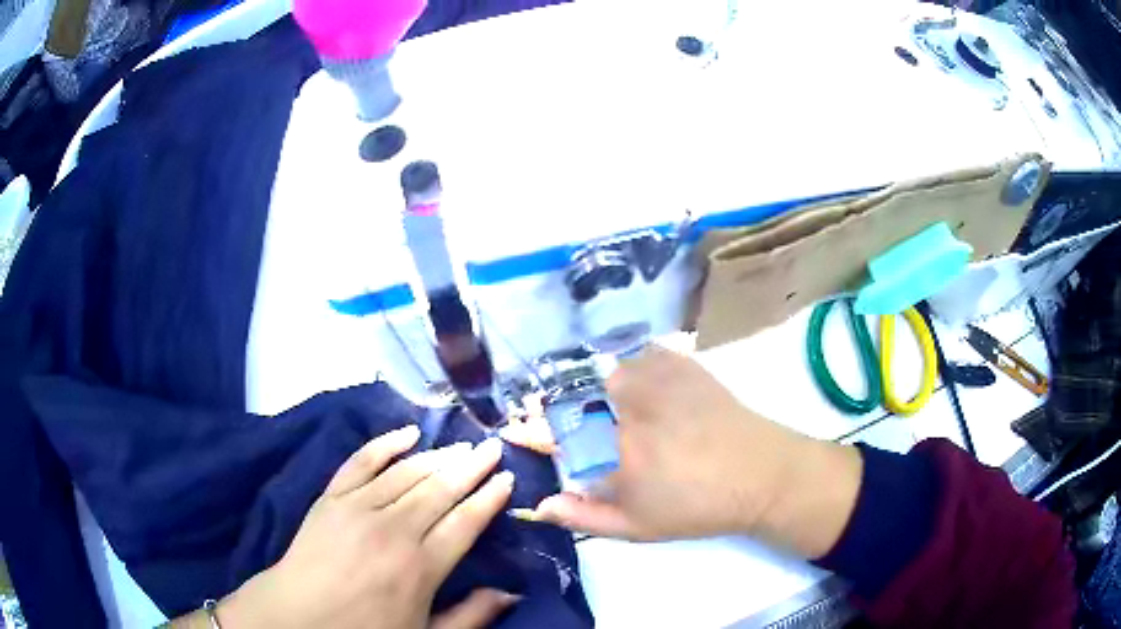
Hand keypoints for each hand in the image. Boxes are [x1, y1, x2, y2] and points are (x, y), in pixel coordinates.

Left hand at [217, 427, 519, 628]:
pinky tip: (407, 432)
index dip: (489, 499)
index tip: (506, 478)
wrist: (298, 616)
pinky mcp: (331, 497)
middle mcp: (394, 530)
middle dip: (471, 467)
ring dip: (437, 456)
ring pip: (407, 473)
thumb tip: (511, 593)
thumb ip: (471, 616)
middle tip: (492, 447)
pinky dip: (384, 444)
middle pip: (441, 490)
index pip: (465, 522)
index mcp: (421, 567)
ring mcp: (359, 508)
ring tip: (461, 446)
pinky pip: (361, 461)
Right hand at [529, 346, 862, 556]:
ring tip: (615, 409)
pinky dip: (635, 367)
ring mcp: (660, 381)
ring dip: (602, 388)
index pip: (557, 433)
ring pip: (609, 371)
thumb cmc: (698, 508)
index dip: (530, 430)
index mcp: (618, 451)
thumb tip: (540, 504)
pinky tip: (643, 386)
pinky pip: (643, 355)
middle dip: (567, 409)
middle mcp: (633, 408)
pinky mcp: (683, 366)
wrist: (760, 474)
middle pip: (578, 395)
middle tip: (582, 428)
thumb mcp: (638, 526)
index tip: (516, 428)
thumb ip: (585, 515)